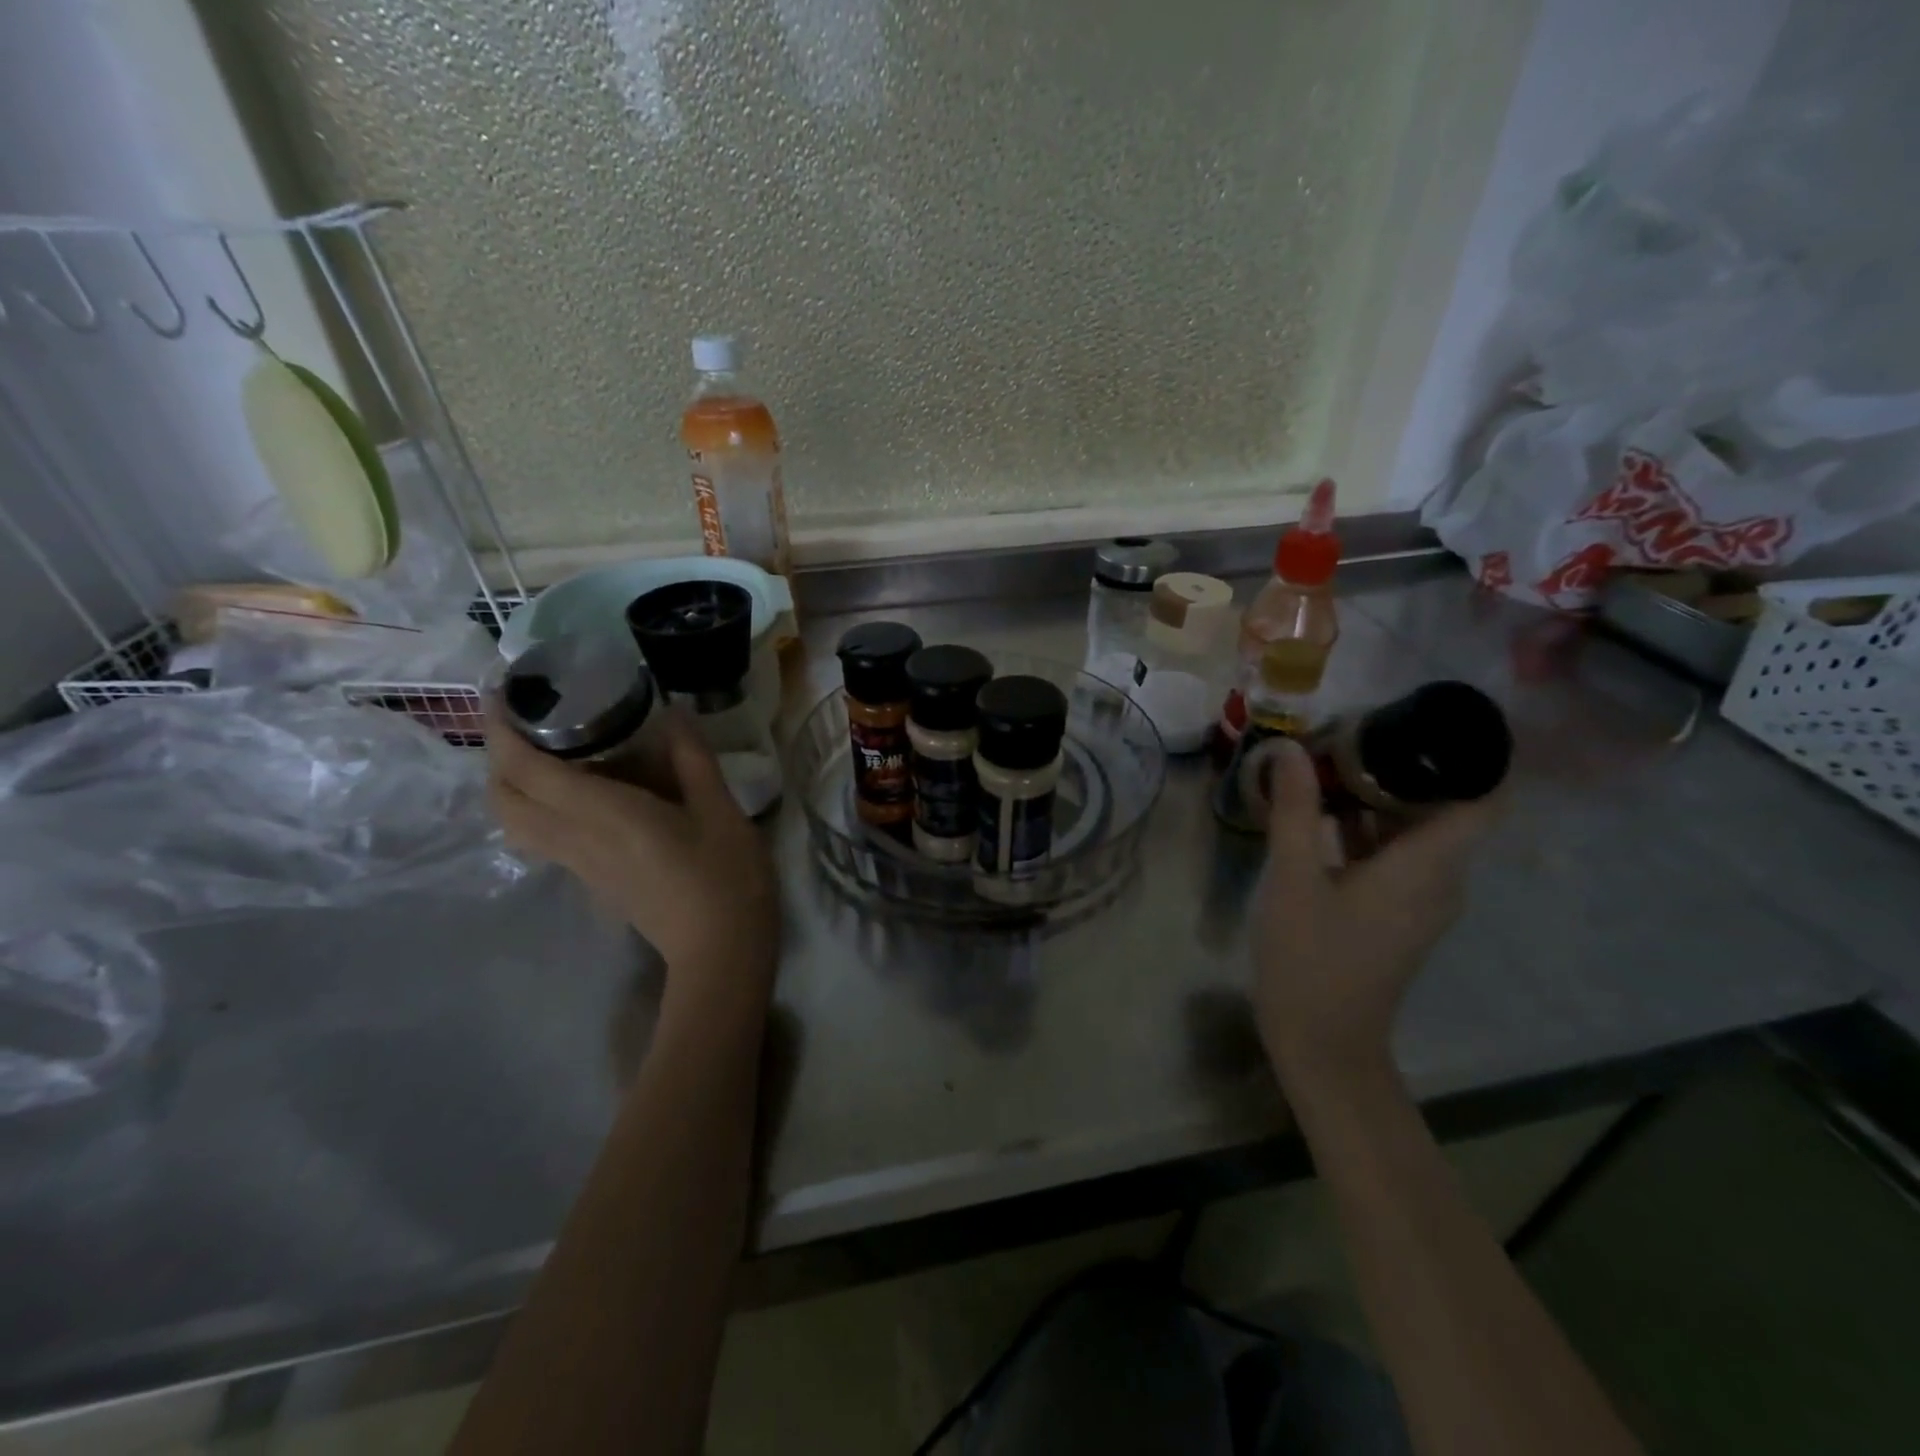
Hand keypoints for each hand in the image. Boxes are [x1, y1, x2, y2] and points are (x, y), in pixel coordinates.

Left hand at [486, 702, 779, 1011]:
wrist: (721, 952)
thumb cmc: (726, 878)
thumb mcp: (721, 810)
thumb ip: (693, 759)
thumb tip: (672, 714)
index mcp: (604, 816)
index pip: (526, 770)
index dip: (502, 730)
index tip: (501, 693)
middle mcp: (577, 839)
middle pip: (503, 800)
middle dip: (498, 757)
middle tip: (527, 723)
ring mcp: (580, 865)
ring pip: (516, 823)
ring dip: (514, 785)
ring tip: (550, 752)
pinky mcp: (592, 880)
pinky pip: (544, 835)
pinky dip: (541, 805)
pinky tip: (585, 790)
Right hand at [1251, 737, 1498, 1090]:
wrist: (1323, 1041)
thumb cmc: (1311, 959)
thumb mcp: (1294, 878)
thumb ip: (1295, 810)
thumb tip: (1291, 749)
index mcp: (1427, 866)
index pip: (1484, 797)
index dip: (1472, 753)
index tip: (1424, 717)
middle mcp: (1440, 879)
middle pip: (1446, 805)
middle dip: (1404, 764)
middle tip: (1351, 731)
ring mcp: (1421, 899)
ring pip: (1417, 829)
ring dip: (1381, 794)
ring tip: (1329, 762)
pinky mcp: (1398, 912)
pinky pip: (1397, 854)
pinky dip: (1369, 826)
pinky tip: (1321, 812)